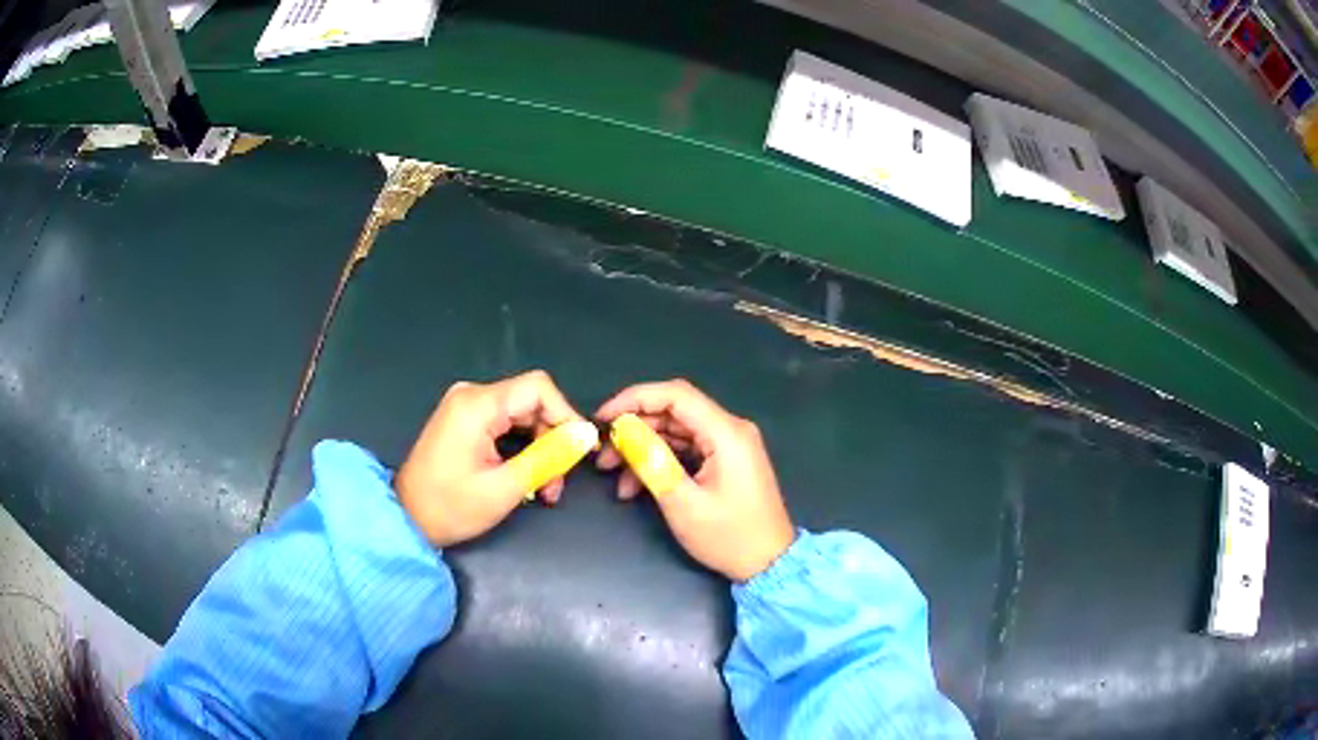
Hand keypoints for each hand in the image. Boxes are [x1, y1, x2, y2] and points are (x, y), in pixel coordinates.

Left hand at [396, 370, 584, 546]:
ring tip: (545, 489)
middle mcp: (471, 395)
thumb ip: (548, 457)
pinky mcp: (464, 420)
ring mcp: (465, 406)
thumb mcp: (505, 487)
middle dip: (552, 441)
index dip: (566, 415)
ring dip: (539, 449)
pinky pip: (505, 424)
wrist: (406, 519)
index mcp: (478, 404)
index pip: (538, 388)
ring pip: (521, 415)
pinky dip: (521, 448)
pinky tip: (527, 476)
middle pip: (531, 403)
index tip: (580, 450)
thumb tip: (584, 437)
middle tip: (557, 484)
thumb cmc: (451, 507)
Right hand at [596, 380, 795, 581]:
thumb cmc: (729, 537)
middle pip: (673, 412)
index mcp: (726, 433)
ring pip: (675, 432)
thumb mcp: (683, 502)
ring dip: (643, 449)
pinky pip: (686, 449)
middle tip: (603, 455)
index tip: (602, 418)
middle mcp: (730, 429)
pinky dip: (660, 461)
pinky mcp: (725, 459)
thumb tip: (622, 431)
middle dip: (634, 429)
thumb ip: (651, 461)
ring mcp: (729, 444)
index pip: (675, 395)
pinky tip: (636, 485)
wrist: (769, 564)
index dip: (634, 399)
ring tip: (613, 476)